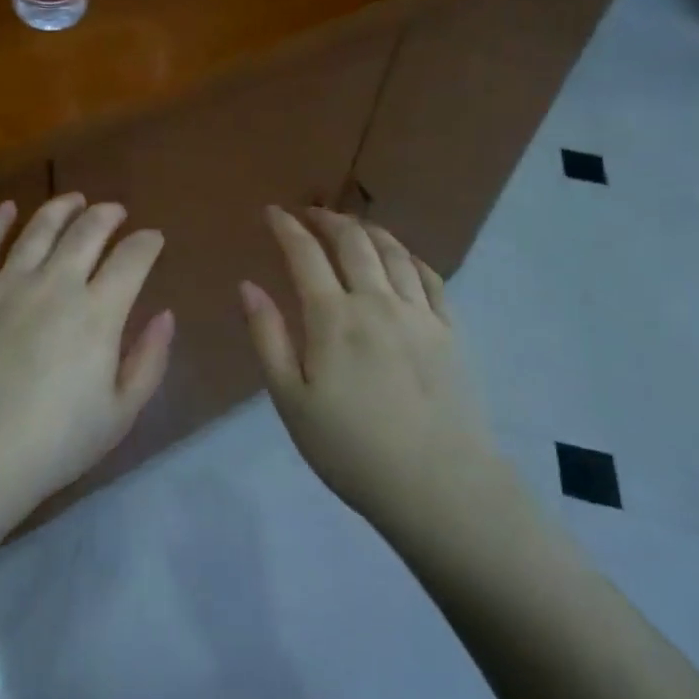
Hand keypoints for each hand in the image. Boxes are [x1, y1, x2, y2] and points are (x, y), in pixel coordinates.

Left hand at [0, 194, 171, 520]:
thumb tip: (166, 316)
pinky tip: (7, 209)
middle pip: (86, 232)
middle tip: (116, 211)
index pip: (132, 259)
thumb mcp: (119, 414)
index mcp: (97, 313)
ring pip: (38, 228)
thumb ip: (149, 360)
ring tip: (74, 200)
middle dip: (107, 215)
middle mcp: (54, 285)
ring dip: (61, 208)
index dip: (147, 243)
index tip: (153, 239)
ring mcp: (6, 285)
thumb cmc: (52, 446)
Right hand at [240, 207, 509, 532]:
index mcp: (333, 317)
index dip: (286, 227)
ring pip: (393, 253)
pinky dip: (409, 257)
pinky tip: (401, 258)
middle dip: (327, 219)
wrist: (439, 486)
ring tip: (352, 225)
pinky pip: (430, 277)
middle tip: (309, 212)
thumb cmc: (351, 449)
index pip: (305, 254)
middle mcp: (377, 302)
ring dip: (368, 230)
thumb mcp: (290, 400)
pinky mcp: (450, 331)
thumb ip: (267, 337)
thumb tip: (247, 285)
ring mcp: (419, 314)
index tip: (272, 212)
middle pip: (353, 241)